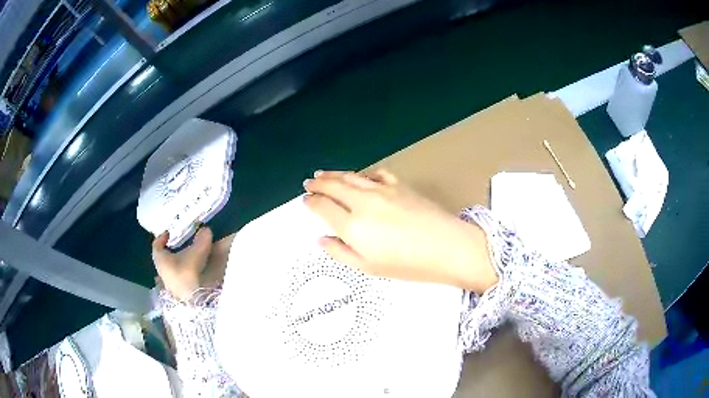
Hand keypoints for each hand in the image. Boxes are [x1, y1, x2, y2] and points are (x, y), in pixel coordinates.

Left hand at [152, 227, 213, 300]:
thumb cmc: (188, 273)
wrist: (193, 302)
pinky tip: (195, 270)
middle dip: (172, 251)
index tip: (168, 233)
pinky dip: (185, 272)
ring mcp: (170, 284)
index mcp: (161, 260)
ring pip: (172, 269)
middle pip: (164, 258)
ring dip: (180, 262)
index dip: (161, 238)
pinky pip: (180, 277)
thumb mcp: (196, 253)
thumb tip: (206, 230)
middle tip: (181, 243)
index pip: (156, 246)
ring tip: (190, 255)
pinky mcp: (179, 293)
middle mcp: (163, 271)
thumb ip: (201, 241)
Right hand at [303, 170, 496, 293]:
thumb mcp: (369, 268)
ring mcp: (382, 190)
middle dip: (318, 183)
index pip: (323, 207)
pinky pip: (375, 174)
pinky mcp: (399, 184)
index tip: (305, 200)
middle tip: (309, 182)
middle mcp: (363, 202)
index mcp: (353, 226)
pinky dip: (363, 174)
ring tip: (323, 174)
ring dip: (334, 174)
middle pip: (334, 186)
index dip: (312, 203)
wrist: (447, 247)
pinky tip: (361, 177)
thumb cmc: (408, 265)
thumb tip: (322, 239)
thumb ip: (341, 253)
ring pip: (351, 177)